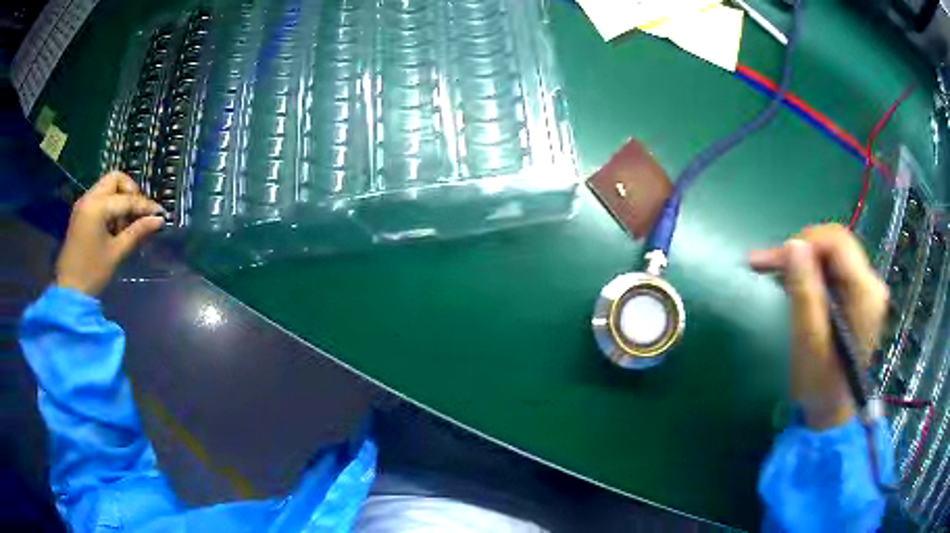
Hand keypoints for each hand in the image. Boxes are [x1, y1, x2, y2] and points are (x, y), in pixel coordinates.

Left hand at [55, 172, 164, 296]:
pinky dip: (110, 205)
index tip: (160, 213)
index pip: (127, 199)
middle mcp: (89, 198)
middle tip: (138, 212)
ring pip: (107, 187)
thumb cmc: (93, 272)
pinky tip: (114, 225)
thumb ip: (137, 232)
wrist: (69, 291)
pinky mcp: (81, 213)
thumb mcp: (116, 253)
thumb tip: (158, 220)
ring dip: (120, 198)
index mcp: (97, 207)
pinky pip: (99, 197)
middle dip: (130, 192)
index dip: (145, 206)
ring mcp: (83, 204)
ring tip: (125, 223)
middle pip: (115, 179)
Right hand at [749, 224, 888, 429]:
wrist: (831, 413)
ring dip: (803, 261)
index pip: (837, 242)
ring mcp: (867, 291)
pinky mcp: (860, 298)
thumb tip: (793, 245)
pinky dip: (811, 273)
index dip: (805, 241)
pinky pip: (834, 271)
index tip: (775, 258)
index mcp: (865, 293)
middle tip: (768, 265)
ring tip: (774, 274)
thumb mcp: (808, 340)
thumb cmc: (819, 384)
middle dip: (801, 250)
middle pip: (836, 245)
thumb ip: (804, 291)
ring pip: (833, 255)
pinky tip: (793, 284)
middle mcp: (871, 284)